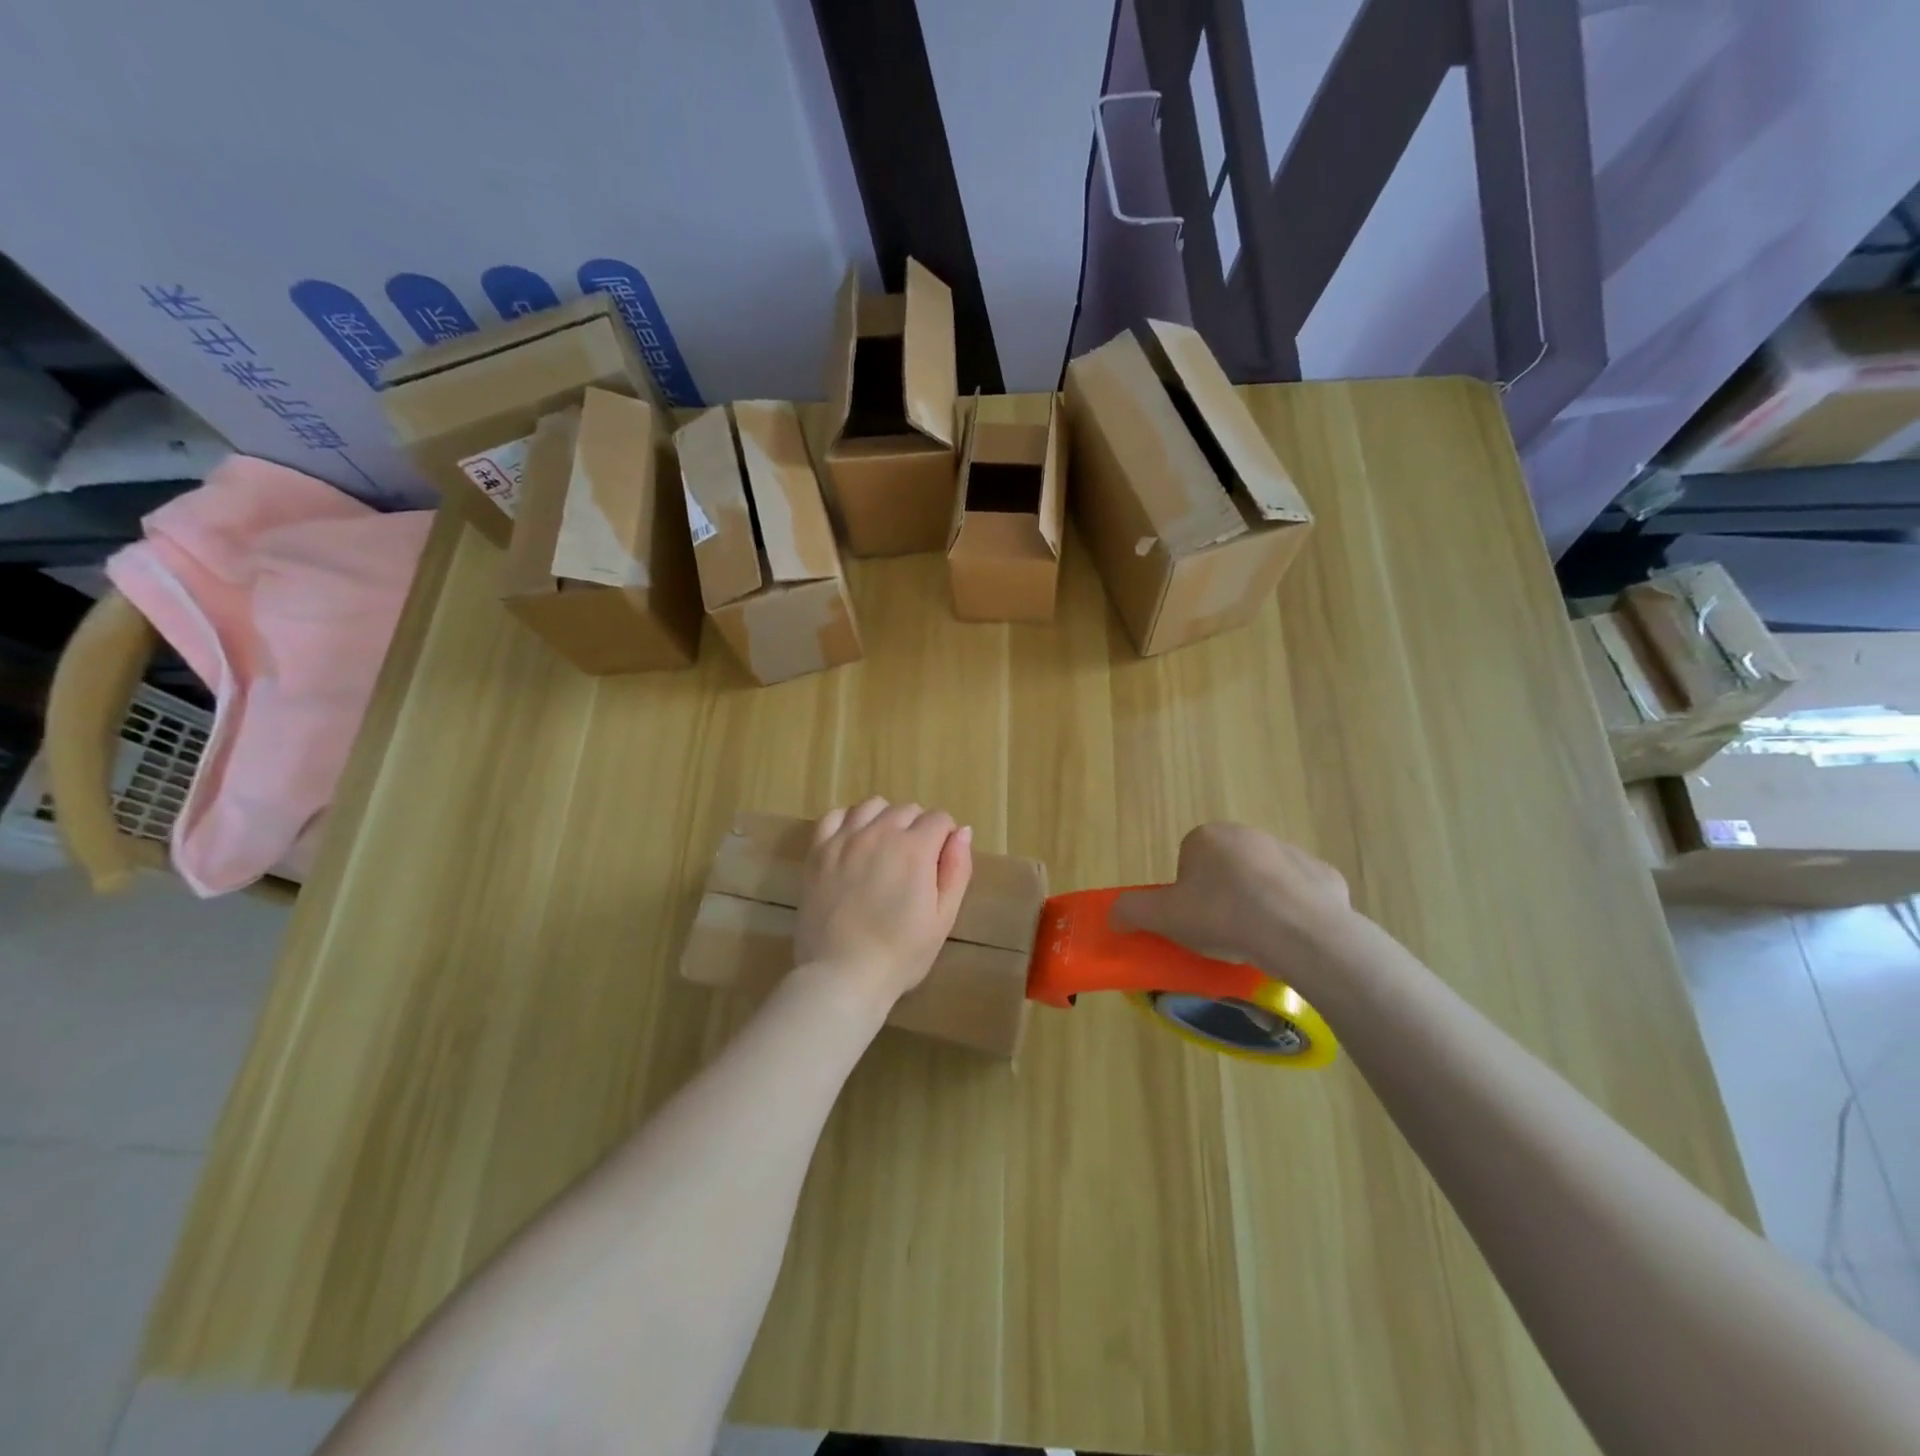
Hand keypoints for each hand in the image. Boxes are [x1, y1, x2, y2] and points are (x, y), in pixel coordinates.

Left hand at [793, 797, 973, 1011]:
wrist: (842, 976)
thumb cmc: (901, 954)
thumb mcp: (943, 918)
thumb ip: (957, 870)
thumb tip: (962, 831)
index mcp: (914, 848)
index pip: (939, 819)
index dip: (944, 838)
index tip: (939, 863)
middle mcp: (879, 833)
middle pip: (907, 809)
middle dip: (917, 828)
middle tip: (913, 864)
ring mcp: (844, 840)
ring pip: (872, 806)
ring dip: (885, 819)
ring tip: (884, 849)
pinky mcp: (818, 851)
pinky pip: (835, 816)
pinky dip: (849, 822)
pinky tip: (853, 842)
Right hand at [1112, 824, 1352, 986]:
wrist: (1299, 932)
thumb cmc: (1223, 917)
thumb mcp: (1164, 918)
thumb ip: (1133, 911)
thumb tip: (1111, 914)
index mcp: (1208, 838)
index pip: (1188, 863)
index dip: (1187, 895)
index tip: (1194, 922)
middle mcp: (1248, 835)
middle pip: (1226, 869)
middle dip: (1223, 896)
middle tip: (1222, 933)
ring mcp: (1291, 853)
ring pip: (1264, 881)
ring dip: (1258, 904)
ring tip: (1257, 941)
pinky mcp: (1324, 875)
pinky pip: (1301, 895)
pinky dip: (1294, 913)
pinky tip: (1290, 938)